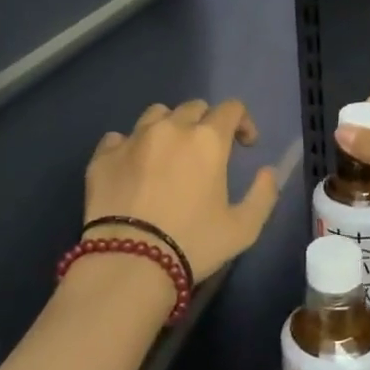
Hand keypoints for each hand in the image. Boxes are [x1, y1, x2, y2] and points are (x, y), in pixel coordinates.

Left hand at [84, 99, 280, 283]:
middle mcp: (170, 128)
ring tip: (168, 153)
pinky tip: (132, 167)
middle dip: (206, 122)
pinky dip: (130, 146)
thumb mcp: (243, 229)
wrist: (129, 262)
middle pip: (193, 107)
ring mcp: (133, 139)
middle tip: (206, 151)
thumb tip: (266, 172)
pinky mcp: (103, 156)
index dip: (243, 122)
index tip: (245, 145)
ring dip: (168, 126)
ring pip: (155, 114)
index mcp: (207, 140)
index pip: (231, 108)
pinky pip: (118, 137)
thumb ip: (263, 195)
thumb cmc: (193, 244)